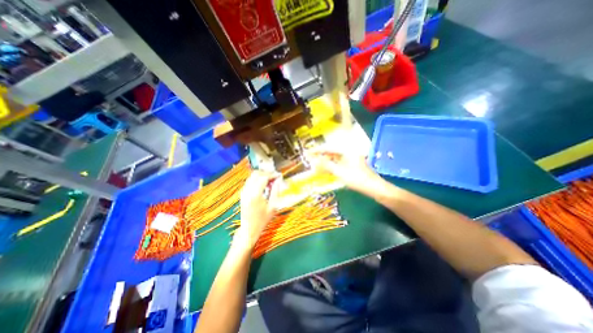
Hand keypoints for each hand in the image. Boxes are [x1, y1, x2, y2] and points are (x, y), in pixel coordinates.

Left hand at [234, 172, 280, 249]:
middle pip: (256, 174)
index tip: (279, 175)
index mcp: (255, 195)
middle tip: (274, 177)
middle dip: (266, 173)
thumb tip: (278, 180)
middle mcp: (247, 191)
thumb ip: (275, 191)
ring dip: (261, 175)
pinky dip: (257, 179)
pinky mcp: (242, 193)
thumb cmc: (262, 220)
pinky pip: (250, 181)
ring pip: (252, 176)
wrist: (249, 229)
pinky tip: (264, 185)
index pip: (263, 177)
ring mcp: (243, 192)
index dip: (272, 175)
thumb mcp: (272, 206)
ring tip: (270, 181)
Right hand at [308, 150, 386, 194]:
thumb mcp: (340, 172)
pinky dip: (332, 167)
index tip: (307, 152)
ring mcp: (351, 159)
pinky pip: (339, 164)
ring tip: (316, 166)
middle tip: (311, 160)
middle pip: (331, 153)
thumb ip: (326, 165)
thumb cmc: (357, 179)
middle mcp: (348, 153)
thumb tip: (313, 160)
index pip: (328, 148)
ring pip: (335, 159)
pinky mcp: (352, 166)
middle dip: (321, 156)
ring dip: (326, 162)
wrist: (375, 188)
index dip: (317, 150)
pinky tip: (327, 171)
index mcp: (346, 151)